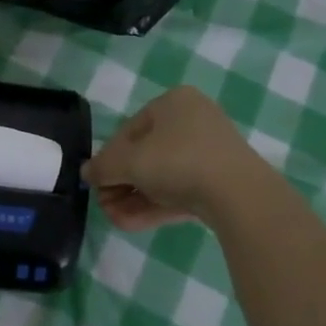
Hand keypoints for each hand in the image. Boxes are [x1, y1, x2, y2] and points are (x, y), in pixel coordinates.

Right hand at [83, 86, 266, 230]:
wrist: (239, 194)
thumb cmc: (177, 161)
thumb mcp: (129, 162)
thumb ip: (103, 167)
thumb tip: (86, 173)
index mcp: (173, 102)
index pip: (130, 129)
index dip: (109, 157)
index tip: (96, 181)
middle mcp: (194, 120)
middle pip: (146, 154)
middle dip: (122, 182)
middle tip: (105, 203)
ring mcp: (211, 153)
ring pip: (163, 176)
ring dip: (135, 197)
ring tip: (115, 219)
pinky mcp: (221, 182)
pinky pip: (181, 190)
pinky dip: (156, 204)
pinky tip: (132, 223)